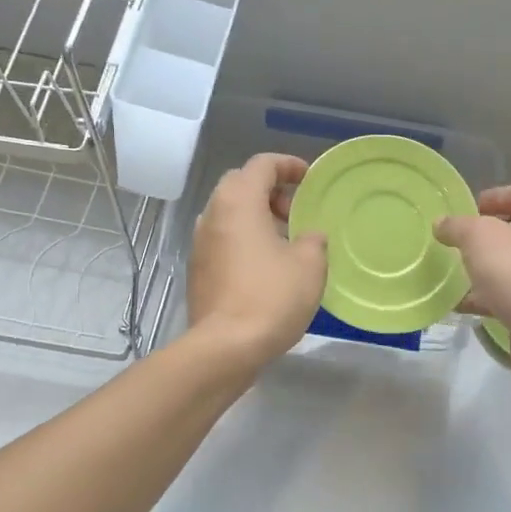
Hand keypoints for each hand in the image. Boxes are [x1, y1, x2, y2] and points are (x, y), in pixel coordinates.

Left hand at [187, 154, 327, 369]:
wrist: (225, 347)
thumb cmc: (271, 297)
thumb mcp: (309, 264)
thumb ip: (313, 240)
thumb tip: (308, 237)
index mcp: (239, 202)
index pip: (262, 164)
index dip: (288, 165)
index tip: (309, 179)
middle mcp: (213, 214)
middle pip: (240, 184)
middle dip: (270, 190)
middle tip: (295, 212)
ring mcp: (200, 242)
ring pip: (229, 213)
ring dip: (256, 216)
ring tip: (284, 240)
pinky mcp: (197, 269)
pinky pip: (223, 239)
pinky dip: (244, 239)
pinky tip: (265, 266)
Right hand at [435, 186, 510, 388]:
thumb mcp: (478, 237)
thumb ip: (457, 226)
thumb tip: (442, 224)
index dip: (492, 197)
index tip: (465, 209)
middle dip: (482, 236)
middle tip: (453, 241)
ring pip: (507, 266)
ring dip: (480, 269)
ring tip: (449, 272)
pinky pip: (505, 296)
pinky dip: (483, 299)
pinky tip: (457, 305)